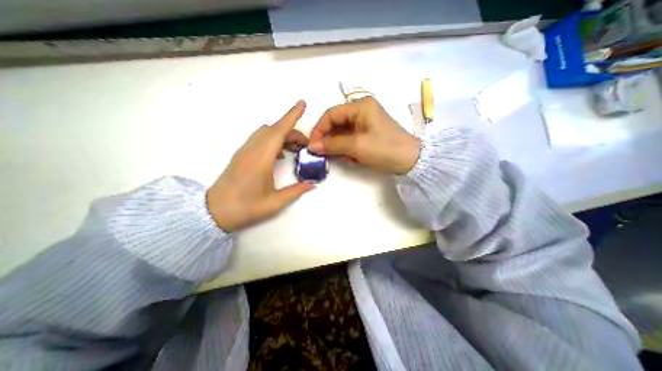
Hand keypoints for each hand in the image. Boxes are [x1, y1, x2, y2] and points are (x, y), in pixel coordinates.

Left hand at [208, 102, 313, 231]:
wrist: (214, 212)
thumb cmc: (245, 208)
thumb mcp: (274, 203)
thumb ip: (296, 191)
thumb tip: (312, 184)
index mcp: (261, 160)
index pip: (278, 132)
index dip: (291, 116)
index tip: (302, 104)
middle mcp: (252, 150)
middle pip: (274, 129)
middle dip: (292, 131)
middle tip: (305, 145)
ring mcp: (244, 151)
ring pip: (266, 132)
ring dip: (282, 135)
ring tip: (294, 149)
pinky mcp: (241, 155)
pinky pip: (260, 139)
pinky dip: (273, 140)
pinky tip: (280, 155)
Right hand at [310, 98, 418, 174]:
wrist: (410, 160)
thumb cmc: (384, 148)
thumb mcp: (356, 146)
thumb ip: (332, 145)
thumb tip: (313, 147)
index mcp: (360, 106)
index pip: (331, 114)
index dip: (319, 129)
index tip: (313, 145)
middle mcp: (362, 110)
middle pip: (336, 123)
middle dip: (328, 139)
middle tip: (320, 153)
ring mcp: (366, 122)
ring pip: (342, 132)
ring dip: (337, 145)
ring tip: (335, 157)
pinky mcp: (368, 133)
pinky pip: (351, 138)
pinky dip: (346, 148)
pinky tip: (347, 157)